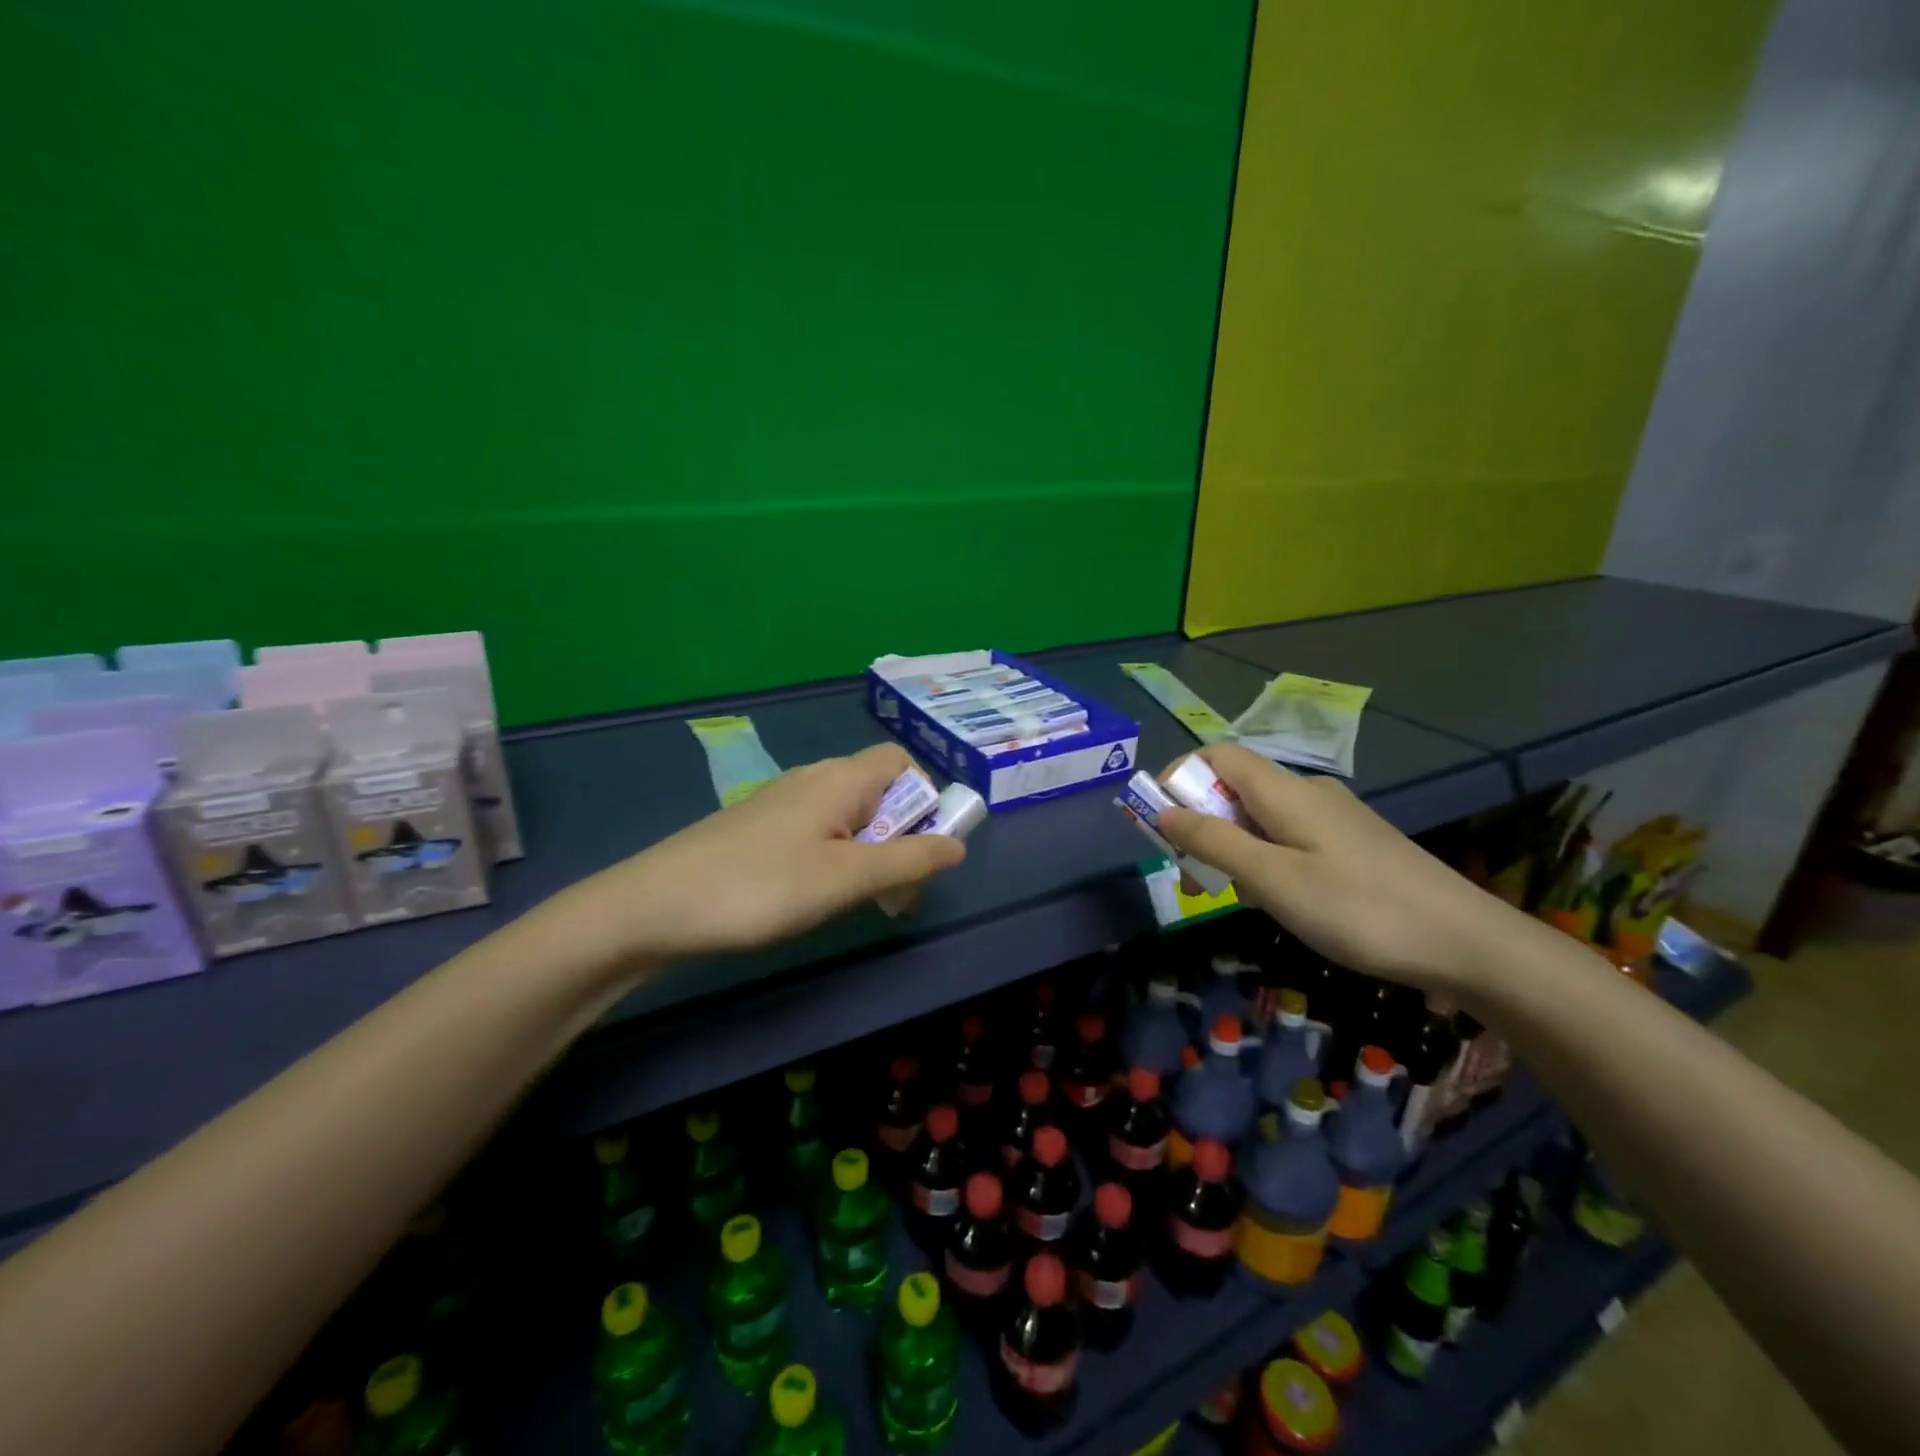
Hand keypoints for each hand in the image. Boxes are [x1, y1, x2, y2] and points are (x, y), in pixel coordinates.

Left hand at [580, 743, 966, 962]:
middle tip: (896, 892)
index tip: (924, 848)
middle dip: (901, 836)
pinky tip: (814, 898)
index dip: (925, 797)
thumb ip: (909, 860)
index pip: (901, 761)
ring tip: (859, 901)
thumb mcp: (847, 878)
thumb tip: (958, 845)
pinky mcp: (758, 830)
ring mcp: (780, 803)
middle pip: (878, 791)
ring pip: (847, 817)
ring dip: (869, 854)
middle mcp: (812, 779)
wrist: (653, 907)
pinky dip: (835, 859)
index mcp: (840, 778)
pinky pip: (816, 833)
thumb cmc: (761, 888)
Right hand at [1155, 743, 1529, 994]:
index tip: (1162, 825)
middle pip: (1236, 789)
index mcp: (1284, 790)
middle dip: (1205, 826)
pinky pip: (1290, 838)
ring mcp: (1334, 817)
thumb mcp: (1273, 879)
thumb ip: (1213, 841)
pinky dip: (1269, 861)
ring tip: (1248, 900)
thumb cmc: (1358, 908)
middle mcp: (1307, 792)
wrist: (1467, 942)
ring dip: (1237, 850)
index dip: (1180, 779)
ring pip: (1262, 819)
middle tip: (1199, 878)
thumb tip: (1162, 809)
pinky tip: (1287, 903)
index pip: (1216, 756)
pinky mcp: (1352, 843)